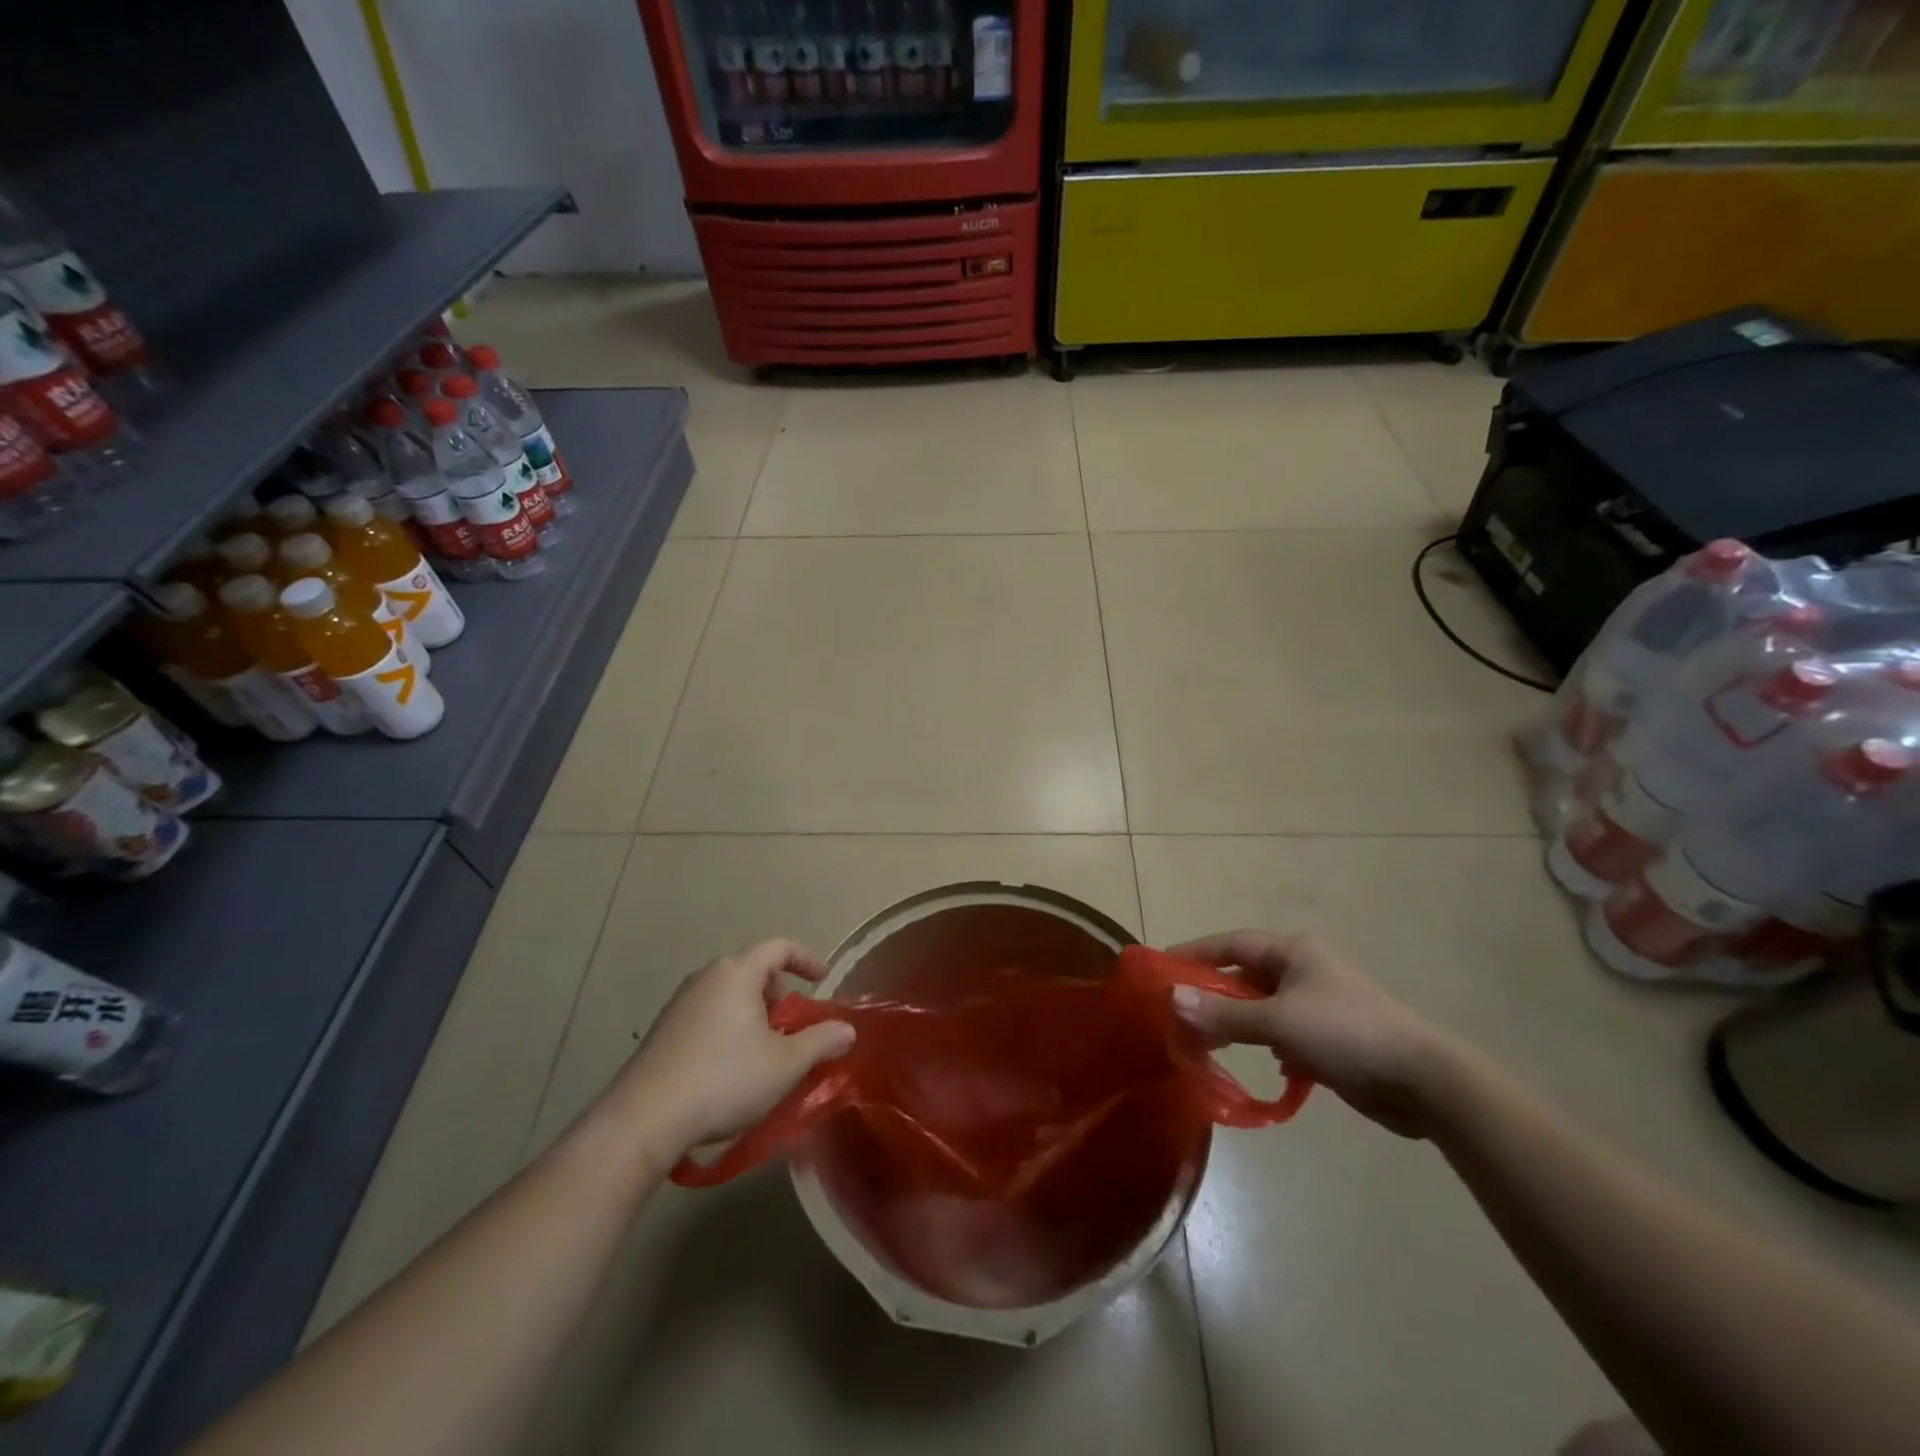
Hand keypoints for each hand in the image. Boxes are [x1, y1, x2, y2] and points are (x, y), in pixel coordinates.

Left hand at [603, 939, 854, 1161]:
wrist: (643, 1120)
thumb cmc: (724, 1080)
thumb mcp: (786, 1064)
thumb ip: (821, 1041)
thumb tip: (847, 1030)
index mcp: (737, 972)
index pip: (780, 946)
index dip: (806, 959)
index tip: (822, 981)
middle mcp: (707, 976)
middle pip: (753, 969)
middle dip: (779, 992)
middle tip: (792, 1024)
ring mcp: (680, 1002)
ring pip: (729, 993)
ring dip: (753, 1012)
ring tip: (764, 1049)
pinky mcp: (662, 1030)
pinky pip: (708, 1013)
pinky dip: (729, 1026)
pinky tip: (730, 1067)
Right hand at [1169, 930, 1457, 1138]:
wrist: (1424, 1082)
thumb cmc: (1345, 1034)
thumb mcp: (1278, 1021)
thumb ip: (1224, 1013)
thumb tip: (1172, 999)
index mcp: (1293, 951)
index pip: (1230, 943)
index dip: (1195, 953)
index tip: (1162, 969)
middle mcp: (1304, 970)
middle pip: (1245, 975)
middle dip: (1214, 995)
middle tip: (1180, 1014)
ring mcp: (1320, 1003)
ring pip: (1264, 1007)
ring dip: (1240, 1023)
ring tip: (1210, 1043)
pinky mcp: (1332, 1036)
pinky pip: (1286, 1033)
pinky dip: (1271, 1045)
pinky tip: (1269, 1066)